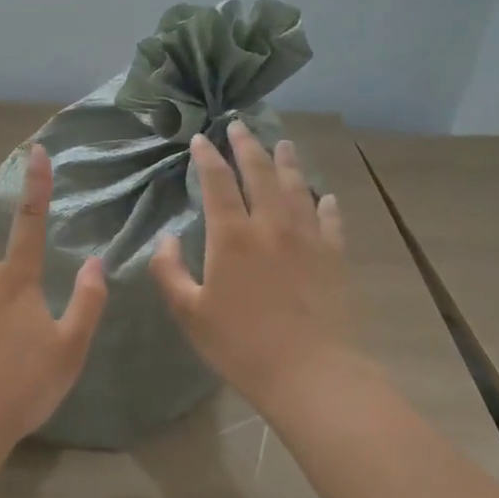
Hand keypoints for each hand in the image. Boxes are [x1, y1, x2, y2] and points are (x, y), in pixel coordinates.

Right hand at [150, 121, 359, 414]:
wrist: (309, 372)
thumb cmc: (240, 344)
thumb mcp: (189, 312)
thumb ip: (169, 271)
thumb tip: (165, 239)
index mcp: (232, 235)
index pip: (217, 182)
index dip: (207, 157)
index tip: (200, 138)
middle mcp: (271, 225)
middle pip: (260, 172)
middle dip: (247, 145)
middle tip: (240, 125)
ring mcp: (307, 238)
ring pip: (297, 187)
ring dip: (288, 162)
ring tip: (283, 144)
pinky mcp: (333, 257)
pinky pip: (330, 220)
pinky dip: (326, 204)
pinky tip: (326, 196)